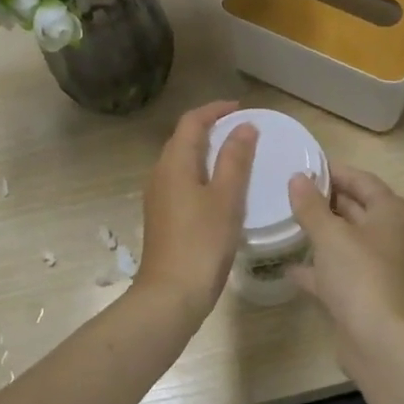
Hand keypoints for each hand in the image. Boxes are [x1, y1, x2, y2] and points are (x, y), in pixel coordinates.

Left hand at [135, 102, 255, 316]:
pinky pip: (183, 181)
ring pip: (183, 161)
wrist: (171, 295)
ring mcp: (159, 197)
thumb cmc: (201, 242)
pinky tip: (222, 189)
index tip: (241, 108)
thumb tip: (244, 126)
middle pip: (183, 139)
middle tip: (242, 129)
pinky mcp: (163, 217)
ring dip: (207, 151)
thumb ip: (235, 159)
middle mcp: (161, 174)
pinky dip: (203, 173)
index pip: (191, 122)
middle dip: (211, 128)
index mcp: (174, 163)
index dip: (214, 110)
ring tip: (237, 155)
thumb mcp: (226, 198)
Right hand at [286, 165, 403, 343]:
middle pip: (354, 208)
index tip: (302, 166)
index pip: (361, 180)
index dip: (333, 171)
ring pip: (344, 240)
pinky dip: (316, 267)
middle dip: (323, 200)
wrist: (380, 342)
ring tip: (284, 220)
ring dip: (319, 232)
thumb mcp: (330, 234)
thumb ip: (311, 206)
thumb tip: (297, 178)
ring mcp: (376, 266)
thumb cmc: (360, 275)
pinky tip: (288, 266)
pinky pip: (336, 271)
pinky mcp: (362, 294)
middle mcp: (388, 235)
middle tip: (287, 191)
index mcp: (391, 212)